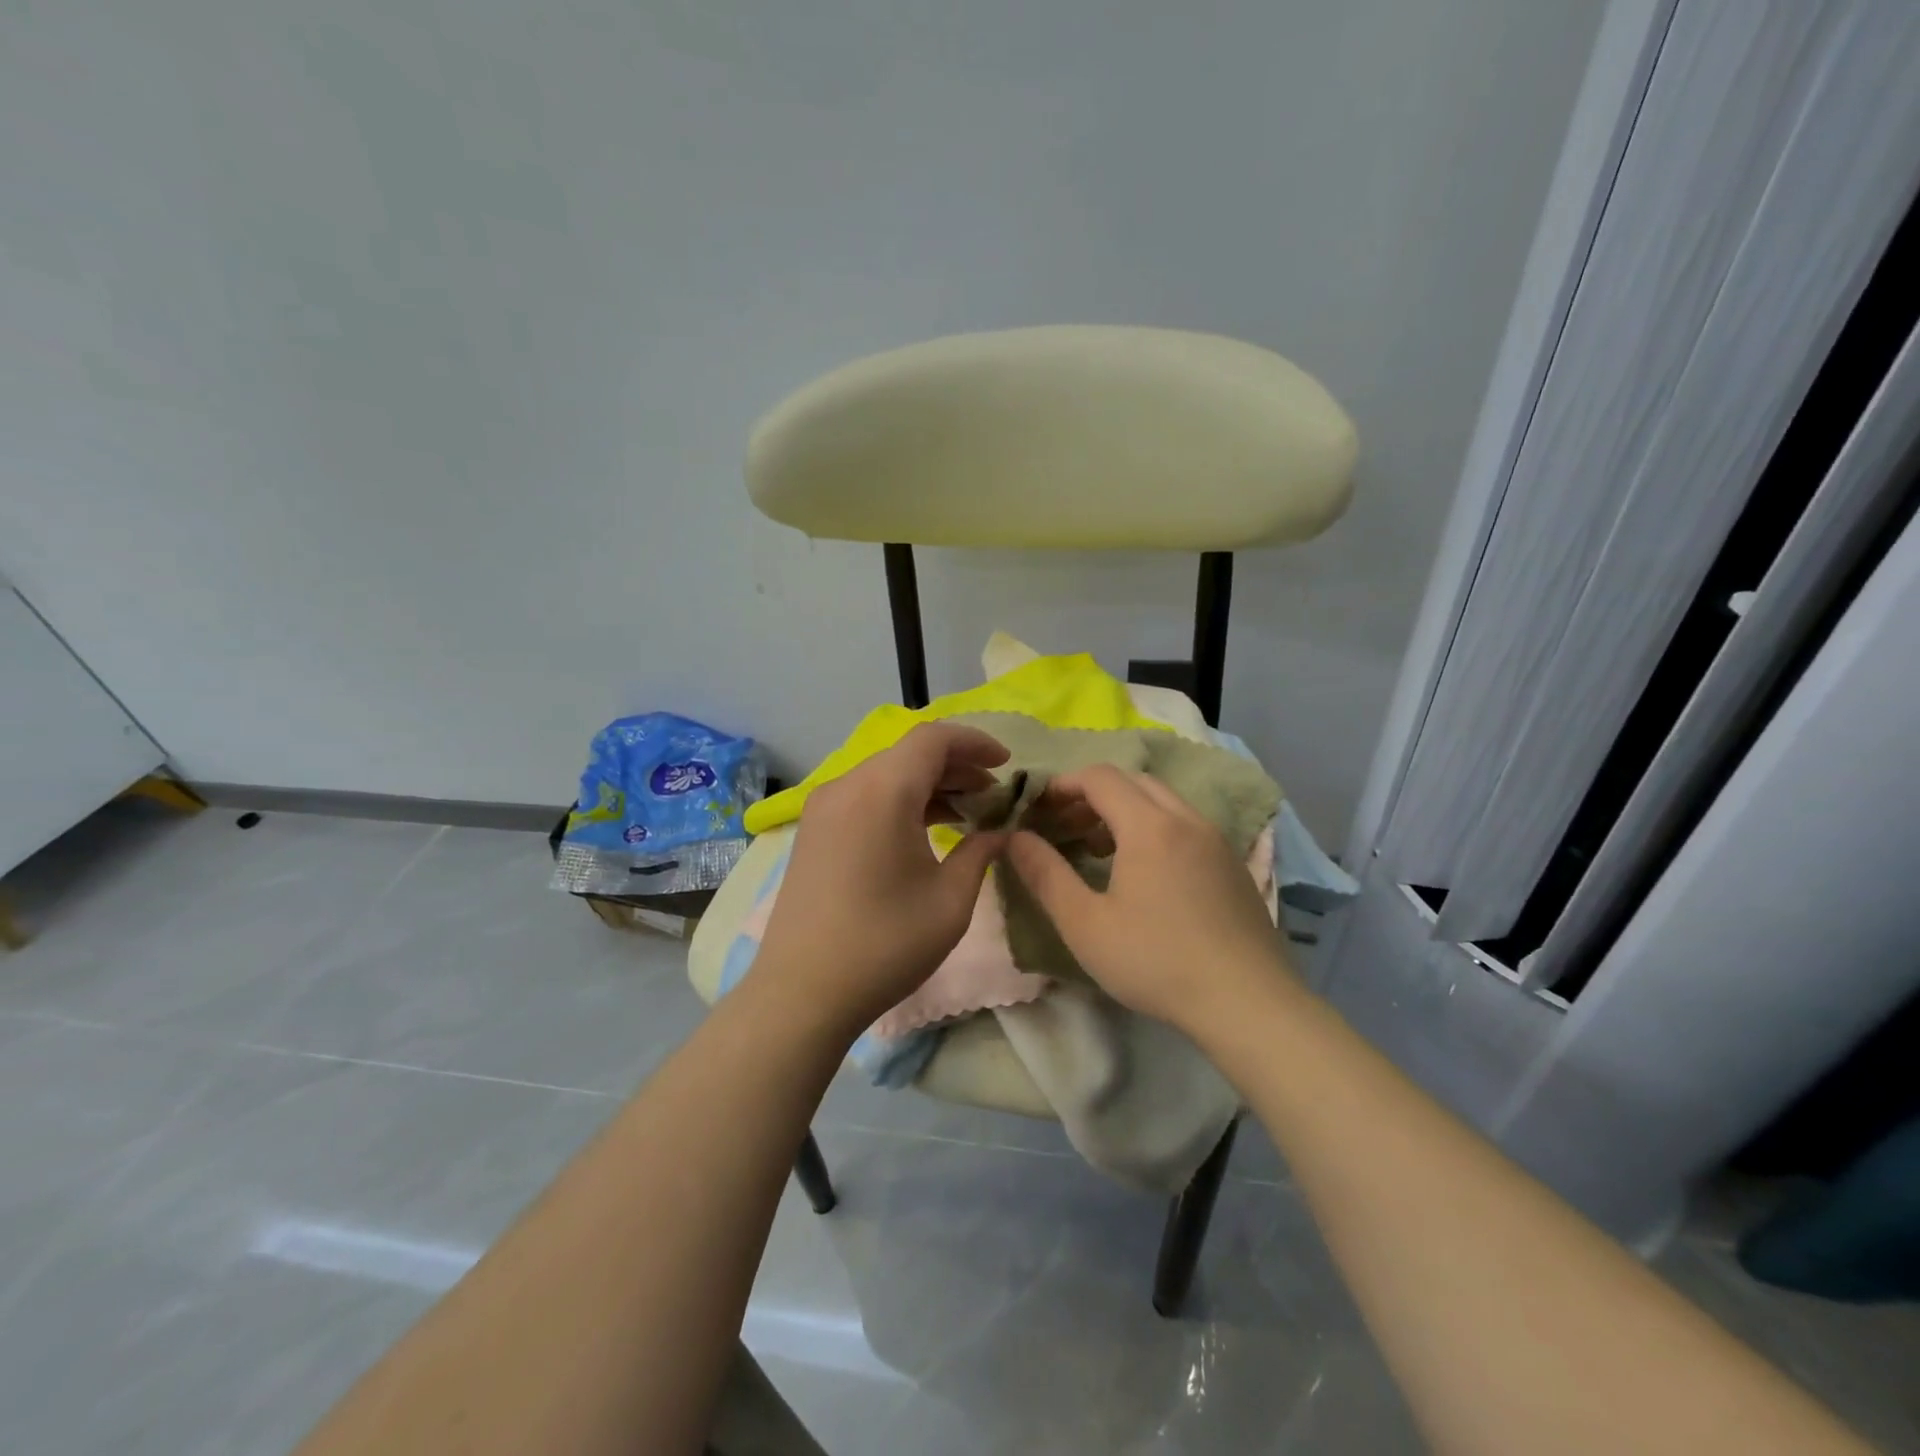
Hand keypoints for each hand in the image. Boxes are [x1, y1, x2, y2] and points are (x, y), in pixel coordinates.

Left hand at [752, 722, 1010, 1034]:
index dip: (975, 743)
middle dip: (956, 766)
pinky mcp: (814, 830)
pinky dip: (900, 800)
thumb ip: (980, 852)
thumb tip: (999, 832)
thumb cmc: (885, 944)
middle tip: (992, 794)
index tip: (1006, 765)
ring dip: (928, 784)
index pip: (933, 739)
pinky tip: (924, 828)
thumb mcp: (950, 900)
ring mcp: (824, 807)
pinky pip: (865, 796)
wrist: (803, 991)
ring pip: (886, 774)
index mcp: (882, 791)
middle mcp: (847, 785)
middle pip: (908, 754)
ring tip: (967, 811)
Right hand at [1004, 764, 1292, 1036]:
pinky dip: (1155, 829)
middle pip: (1134, 781)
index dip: (1063, 785)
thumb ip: (1045, 874)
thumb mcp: (1084, 924)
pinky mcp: (1233, 865)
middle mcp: (1187, 819)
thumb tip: (1014, 837)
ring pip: (1163, 802)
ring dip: (1125, 811)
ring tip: (1098, 849)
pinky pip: (1186, 825)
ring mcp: (1217, 841)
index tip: (1038, 808)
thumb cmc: (1156, 961)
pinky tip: (1144, 874)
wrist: (1248, 1003)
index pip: (1100, 777)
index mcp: (1149, 826)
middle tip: (1065, 827)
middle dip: (1093, 795)